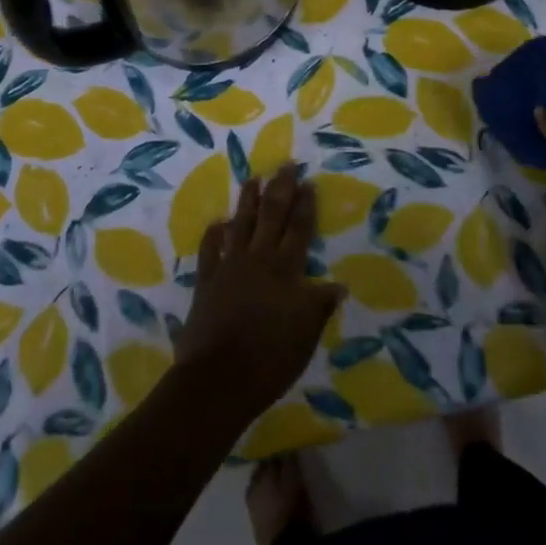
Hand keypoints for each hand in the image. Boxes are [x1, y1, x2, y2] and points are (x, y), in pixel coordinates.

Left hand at [176, 164, 344, 422]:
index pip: (299, 229)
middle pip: (271, 216)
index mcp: (286, 270)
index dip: (305, 205)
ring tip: (253, 178)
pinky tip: (217, 223)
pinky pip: (210, 251)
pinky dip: (214, 235)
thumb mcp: (307, 333)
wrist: (218, 380)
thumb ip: (320, 305)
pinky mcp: (206, 282)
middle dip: (280, 189)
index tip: (308, 181)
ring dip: (247, 201)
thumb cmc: (271, 358)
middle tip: (285, 164)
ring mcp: (229, 268)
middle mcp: (259, 260)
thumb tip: (338, 285)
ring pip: (241, 224)